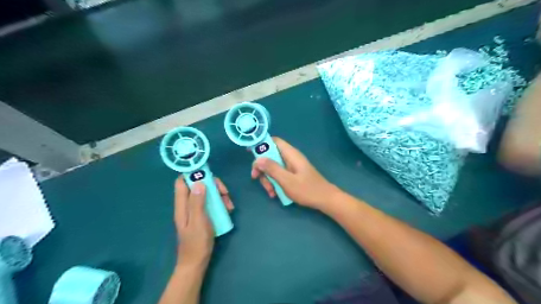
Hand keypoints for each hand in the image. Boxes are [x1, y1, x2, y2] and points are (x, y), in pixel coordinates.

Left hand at [173, 177, 231, 266]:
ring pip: (207, 194)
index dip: (192, 174)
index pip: (182, 182)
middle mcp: (188, 205)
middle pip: (198, 185)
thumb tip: (199, 182)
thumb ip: (197, 202)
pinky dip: (220, 203)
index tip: (208, 174)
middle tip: (224, 192)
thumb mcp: (198, 221)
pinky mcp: (203, 215)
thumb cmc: (196, 242)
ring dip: (219, 195)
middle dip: (212, 185)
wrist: (196, 262)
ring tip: (229, 205)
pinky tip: (228, 210)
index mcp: (182, 205)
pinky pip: (211, 203)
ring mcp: (196, 210)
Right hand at [251, 137, 339, 210]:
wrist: (325, 200)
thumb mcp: (287, 180)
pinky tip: (275, 194)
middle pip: (270, 156)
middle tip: (257, 179)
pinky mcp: (293, 174)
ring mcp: (291, 166)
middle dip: (262, 168)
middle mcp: (290, 158)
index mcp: (290, 154)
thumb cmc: (307, 190)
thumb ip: (272, 169)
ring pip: (273, 167)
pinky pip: (279, 175)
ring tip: (271, 192)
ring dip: (268, 179)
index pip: (274, 141)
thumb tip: (258, 159)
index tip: (249, 152)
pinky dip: (275, 183)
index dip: (261, 144)